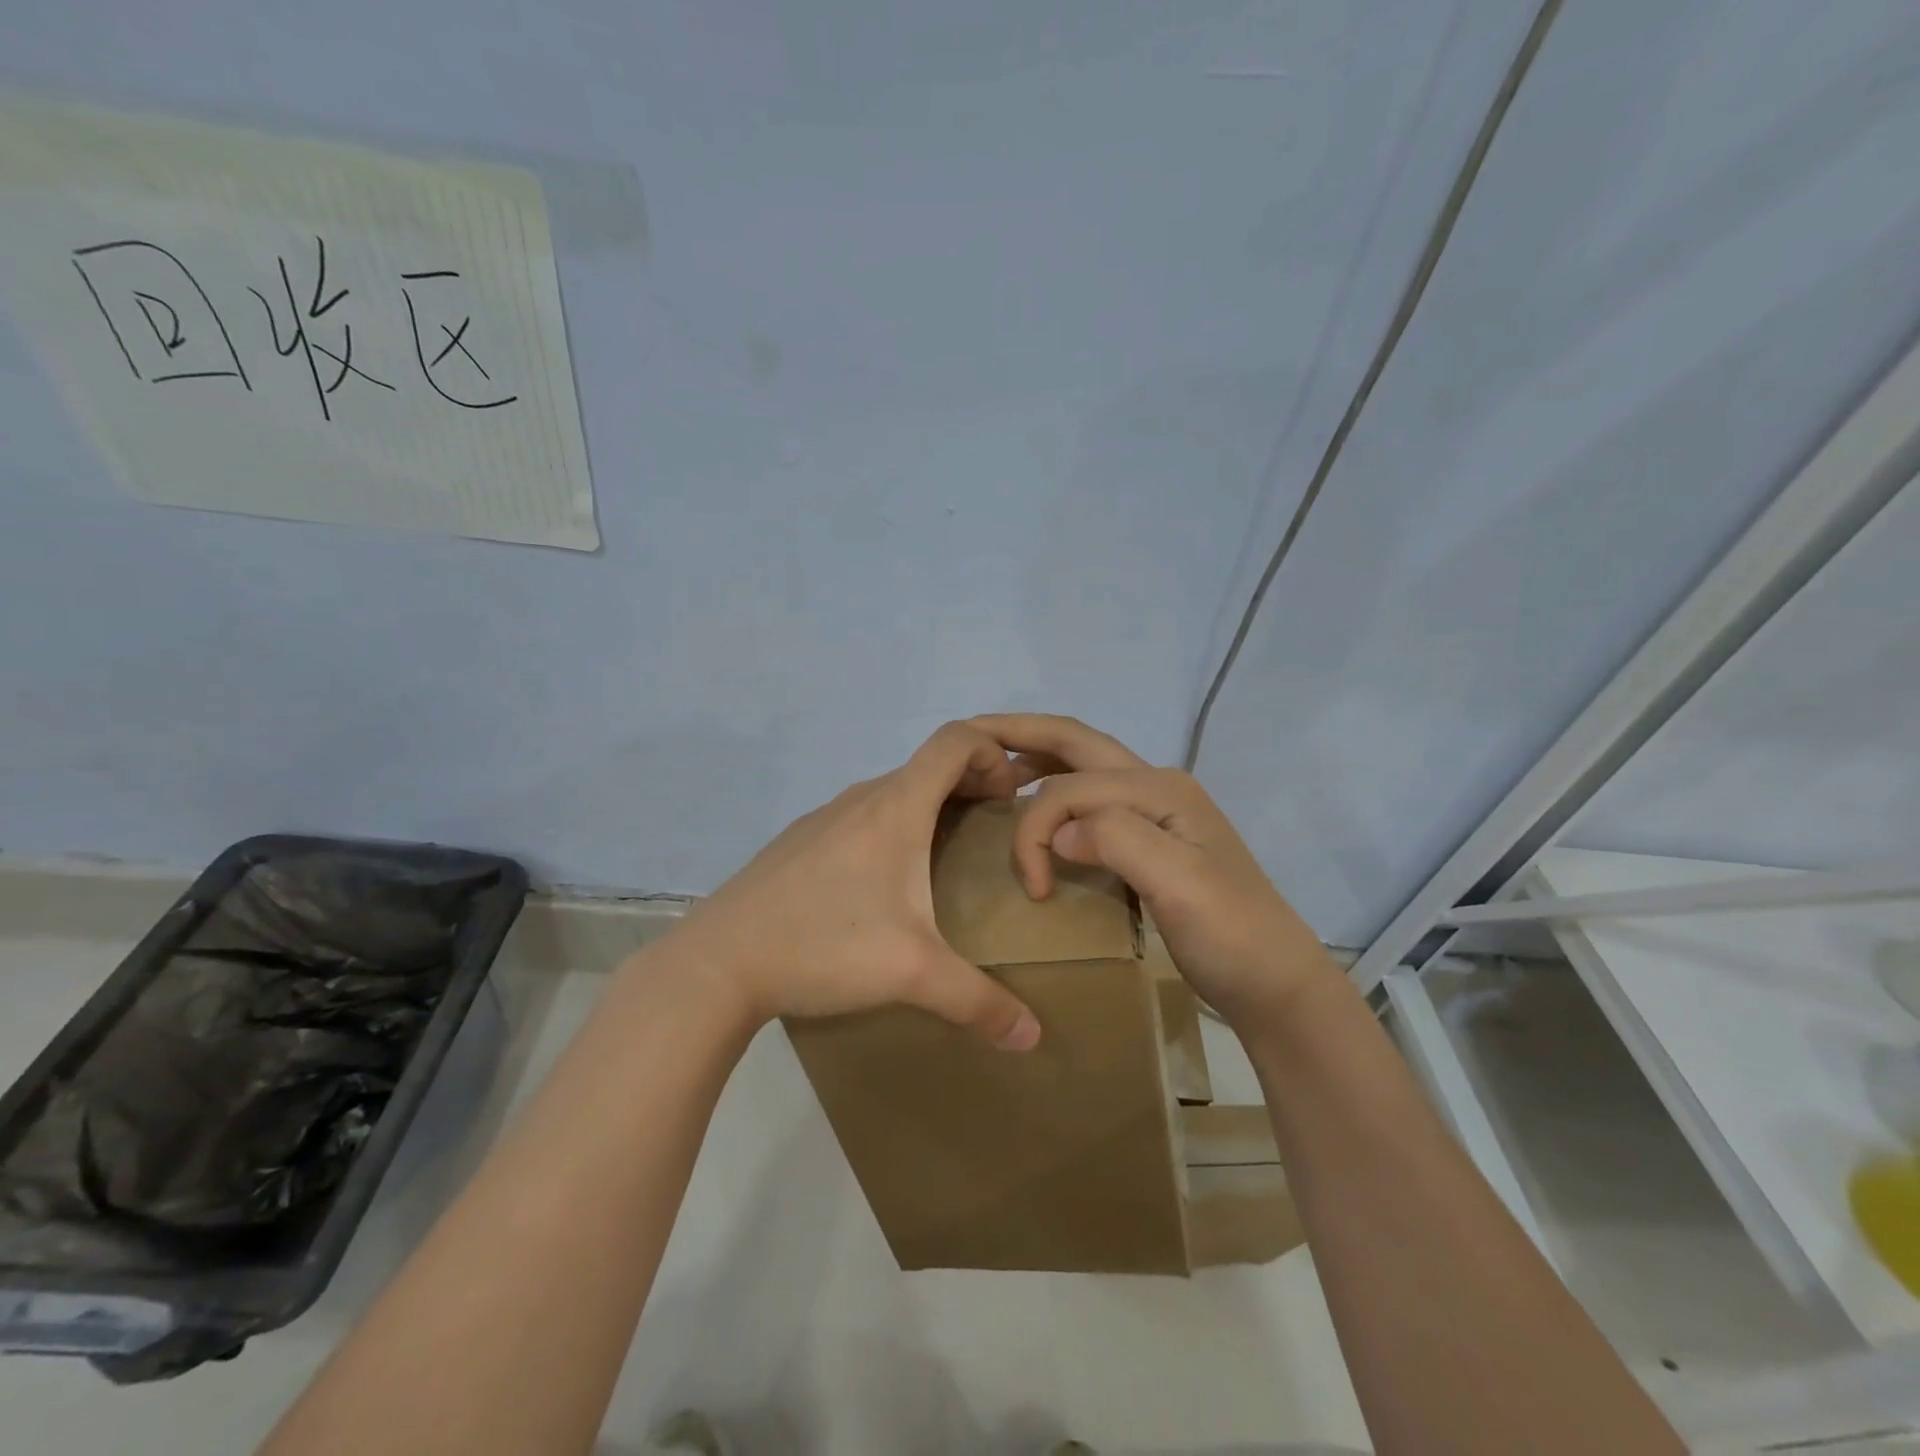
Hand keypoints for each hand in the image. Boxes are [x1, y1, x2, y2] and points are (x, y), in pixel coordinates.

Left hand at [656, 723, 1044, 1050]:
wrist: (718, 962)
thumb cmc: (824, 946)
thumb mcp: (911, 974)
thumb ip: (979, 1003)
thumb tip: (1033, 1037)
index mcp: (896, 807)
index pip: (956, 740)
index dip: (994, 754)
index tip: (1007, 800)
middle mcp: (861, 798)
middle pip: (929, 766)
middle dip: (971, 786)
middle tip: (992, 832)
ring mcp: (824, 817)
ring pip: (892, 793)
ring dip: (930, 810)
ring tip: (944, 862)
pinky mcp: (799, 842)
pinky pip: (860, 818)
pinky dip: (890, 830)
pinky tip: (881, 888)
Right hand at [968, 713, 1339, 1032]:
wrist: (1273, 982)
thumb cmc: (1230, 934)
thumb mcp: (1180, 885)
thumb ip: (1119, 840)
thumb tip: (1059, 829)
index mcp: (1159, 788)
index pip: (1073, 785)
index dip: (1036, 825)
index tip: (1030, 886)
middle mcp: (1154, 786)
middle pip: (1076, 743)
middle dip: (1020, 733)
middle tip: (969, 735)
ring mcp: (1153, 811)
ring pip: (1082, 766)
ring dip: (1037, 759)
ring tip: (994, 770)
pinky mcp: (1147, 839)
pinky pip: (1089, 799)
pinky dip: (1053, 792)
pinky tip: (1035, 810)